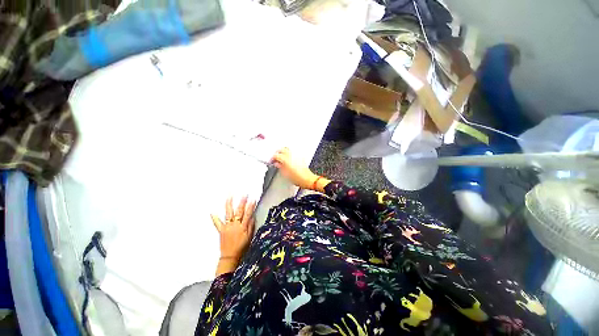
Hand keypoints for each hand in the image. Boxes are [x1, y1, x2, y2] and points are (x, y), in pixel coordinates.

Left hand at [211, 196, 255, 274]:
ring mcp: (227, 227)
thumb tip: (252, 217)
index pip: (248, 214)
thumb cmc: (242, 247)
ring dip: (229, 204)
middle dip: (242, 202)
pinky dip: (215, 218)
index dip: (251, 206)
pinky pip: (217, 223)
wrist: (230, 256)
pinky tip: (212, 212)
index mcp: (243, 227)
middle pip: (239, 211)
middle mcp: (235, 225)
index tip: (253, 199)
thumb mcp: (249, 237)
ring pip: (228, 214)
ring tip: (230, 197)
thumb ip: (251, 226)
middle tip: (244, 194)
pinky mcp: (221, 230)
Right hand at [271, 148, 317, 188]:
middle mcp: (292, 156)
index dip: (272, 158)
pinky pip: (293, 152)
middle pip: (282, 149)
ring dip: (283, 151)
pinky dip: (289, 153)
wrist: (308, 179)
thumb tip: (277, 164)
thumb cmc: (299, 179)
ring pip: (288, 148)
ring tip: (281, 156)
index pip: (276, 155)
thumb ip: (280, 167)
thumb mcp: (286, 175)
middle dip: (277, 152)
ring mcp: (297, 155)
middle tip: (275, 157)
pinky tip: (288, 157)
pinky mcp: (301, 157)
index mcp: (286, 160)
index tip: (271, 161)